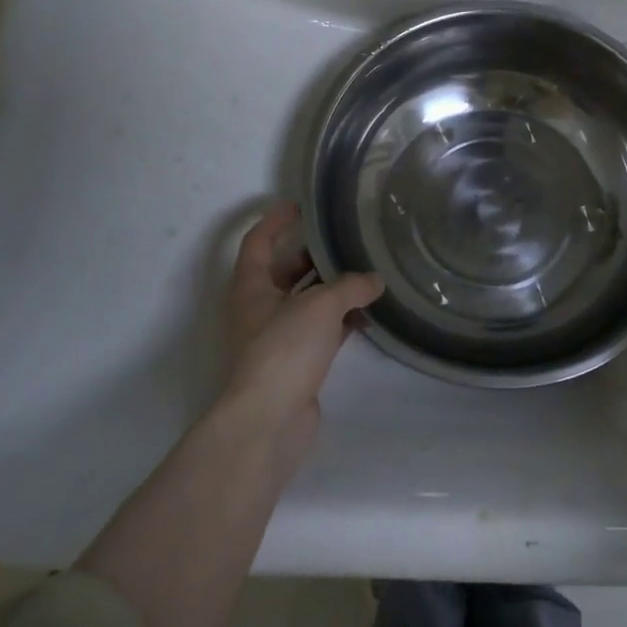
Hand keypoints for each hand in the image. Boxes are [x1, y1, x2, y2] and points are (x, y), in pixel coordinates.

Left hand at [222, 202, 382, 432]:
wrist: (268, 421)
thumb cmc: (284, 350)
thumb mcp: (320, 306)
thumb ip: (350, 286)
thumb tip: (374, 280)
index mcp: (251, 287)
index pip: (258, 242)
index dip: (276, 220)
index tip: (300, 205)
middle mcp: (260, 308)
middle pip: (285, 271)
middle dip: (312, 254)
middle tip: (345, 238)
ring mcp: (278, 337)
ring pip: (306, 301)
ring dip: (332, 288)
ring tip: (366, 272)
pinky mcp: (296, 362)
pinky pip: (321, 330)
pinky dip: (341, 319)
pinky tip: (368, 314)